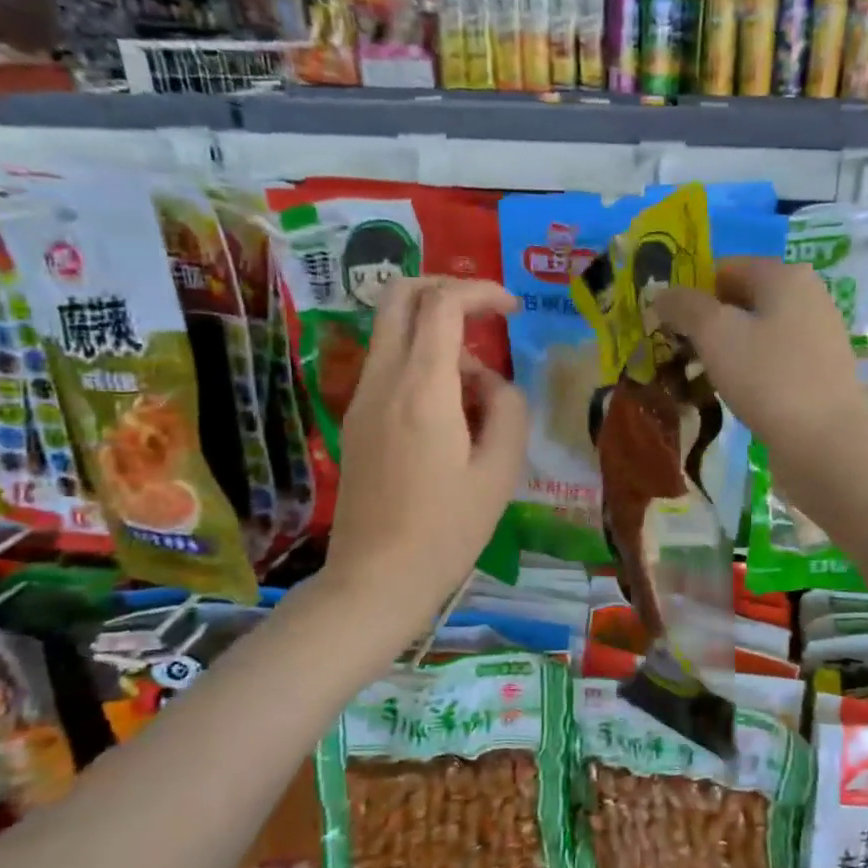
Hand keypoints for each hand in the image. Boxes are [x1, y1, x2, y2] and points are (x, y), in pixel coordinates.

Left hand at [322, 277, 526, 640]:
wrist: (377, 578)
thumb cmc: (447, 531)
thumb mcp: (500, 472)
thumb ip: (507, 409)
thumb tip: (491, 383)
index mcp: (422, 390)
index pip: (442, 304)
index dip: (480, 291)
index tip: (511, 308)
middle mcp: (383, 380)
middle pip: (399, 295)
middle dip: (445, 289)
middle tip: (484, 316)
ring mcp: (361, 399)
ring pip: (391, 330)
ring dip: (435, 332)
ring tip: (476, 388)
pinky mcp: (355, 420)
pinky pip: (387, 365)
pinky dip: (420, 362)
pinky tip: (449, 412)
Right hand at [653, 257, 867, 469]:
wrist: (826, 442)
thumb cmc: (769, 377)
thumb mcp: (715, 334)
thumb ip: (684, 306)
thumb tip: (660, 293)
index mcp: (785, 275)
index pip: (724, 268)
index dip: (691, 292)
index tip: (665, 325)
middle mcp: (807, 297)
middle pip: (741, 300)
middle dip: (706, 324)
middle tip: (677, 354)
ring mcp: (816, 337)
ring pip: (756, 333)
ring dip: (724, 351)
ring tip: (698, 378)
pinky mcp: (818, 373)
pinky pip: (771, 361)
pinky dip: (748, 372)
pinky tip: (733, 395)